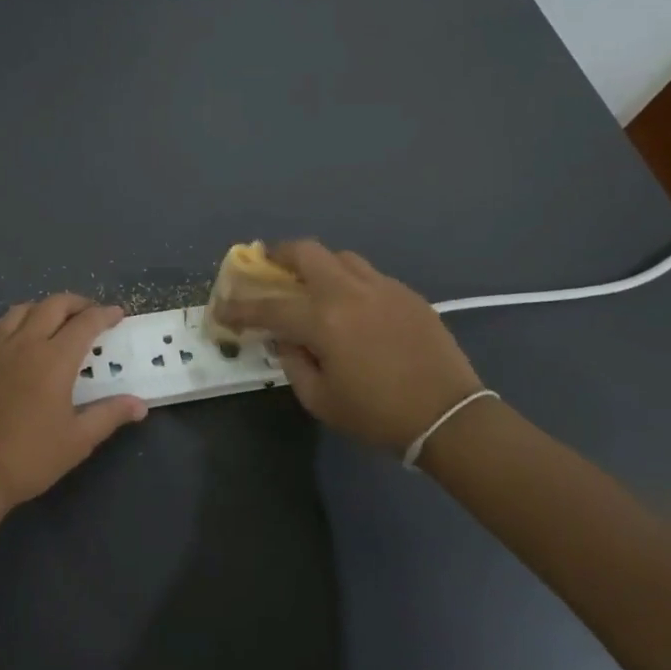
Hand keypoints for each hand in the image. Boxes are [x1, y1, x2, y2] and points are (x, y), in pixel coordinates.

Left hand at [0, 294, 147, 510]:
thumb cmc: (30, 457)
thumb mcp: (78, 440)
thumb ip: (109, 415)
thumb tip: (140, 404)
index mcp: (55, 359)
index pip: (85, 323)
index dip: (104, 315)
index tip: (118, 315)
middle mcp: (25, 343)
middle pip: (53, 305)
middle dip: (77, 303)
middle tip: (91, 314)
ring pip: (22, 310)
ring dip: (44, 308)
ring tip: (56, 320)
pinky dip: (10, 321)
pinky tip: (15, 333)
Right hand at [216, 241, 481, 453]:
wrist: (449, 417)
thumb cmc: (377, 415)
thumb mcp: (320, 400)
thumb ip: (293, 362)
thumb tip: (285, 338)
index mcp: (323, 320)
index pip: (268, 306)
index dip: (239, 308)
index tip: (221, 308)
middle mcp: (349, 292)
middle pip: (306, 252)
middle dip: (279, 255)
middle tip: (270, 267)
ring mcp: (383, 287)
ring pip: (341, 257)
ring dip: (319, 266)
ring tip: (314, 286)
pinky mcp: (408, 294)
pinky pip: (370, 275)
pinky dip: (351, 282)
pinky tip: (355, 307)